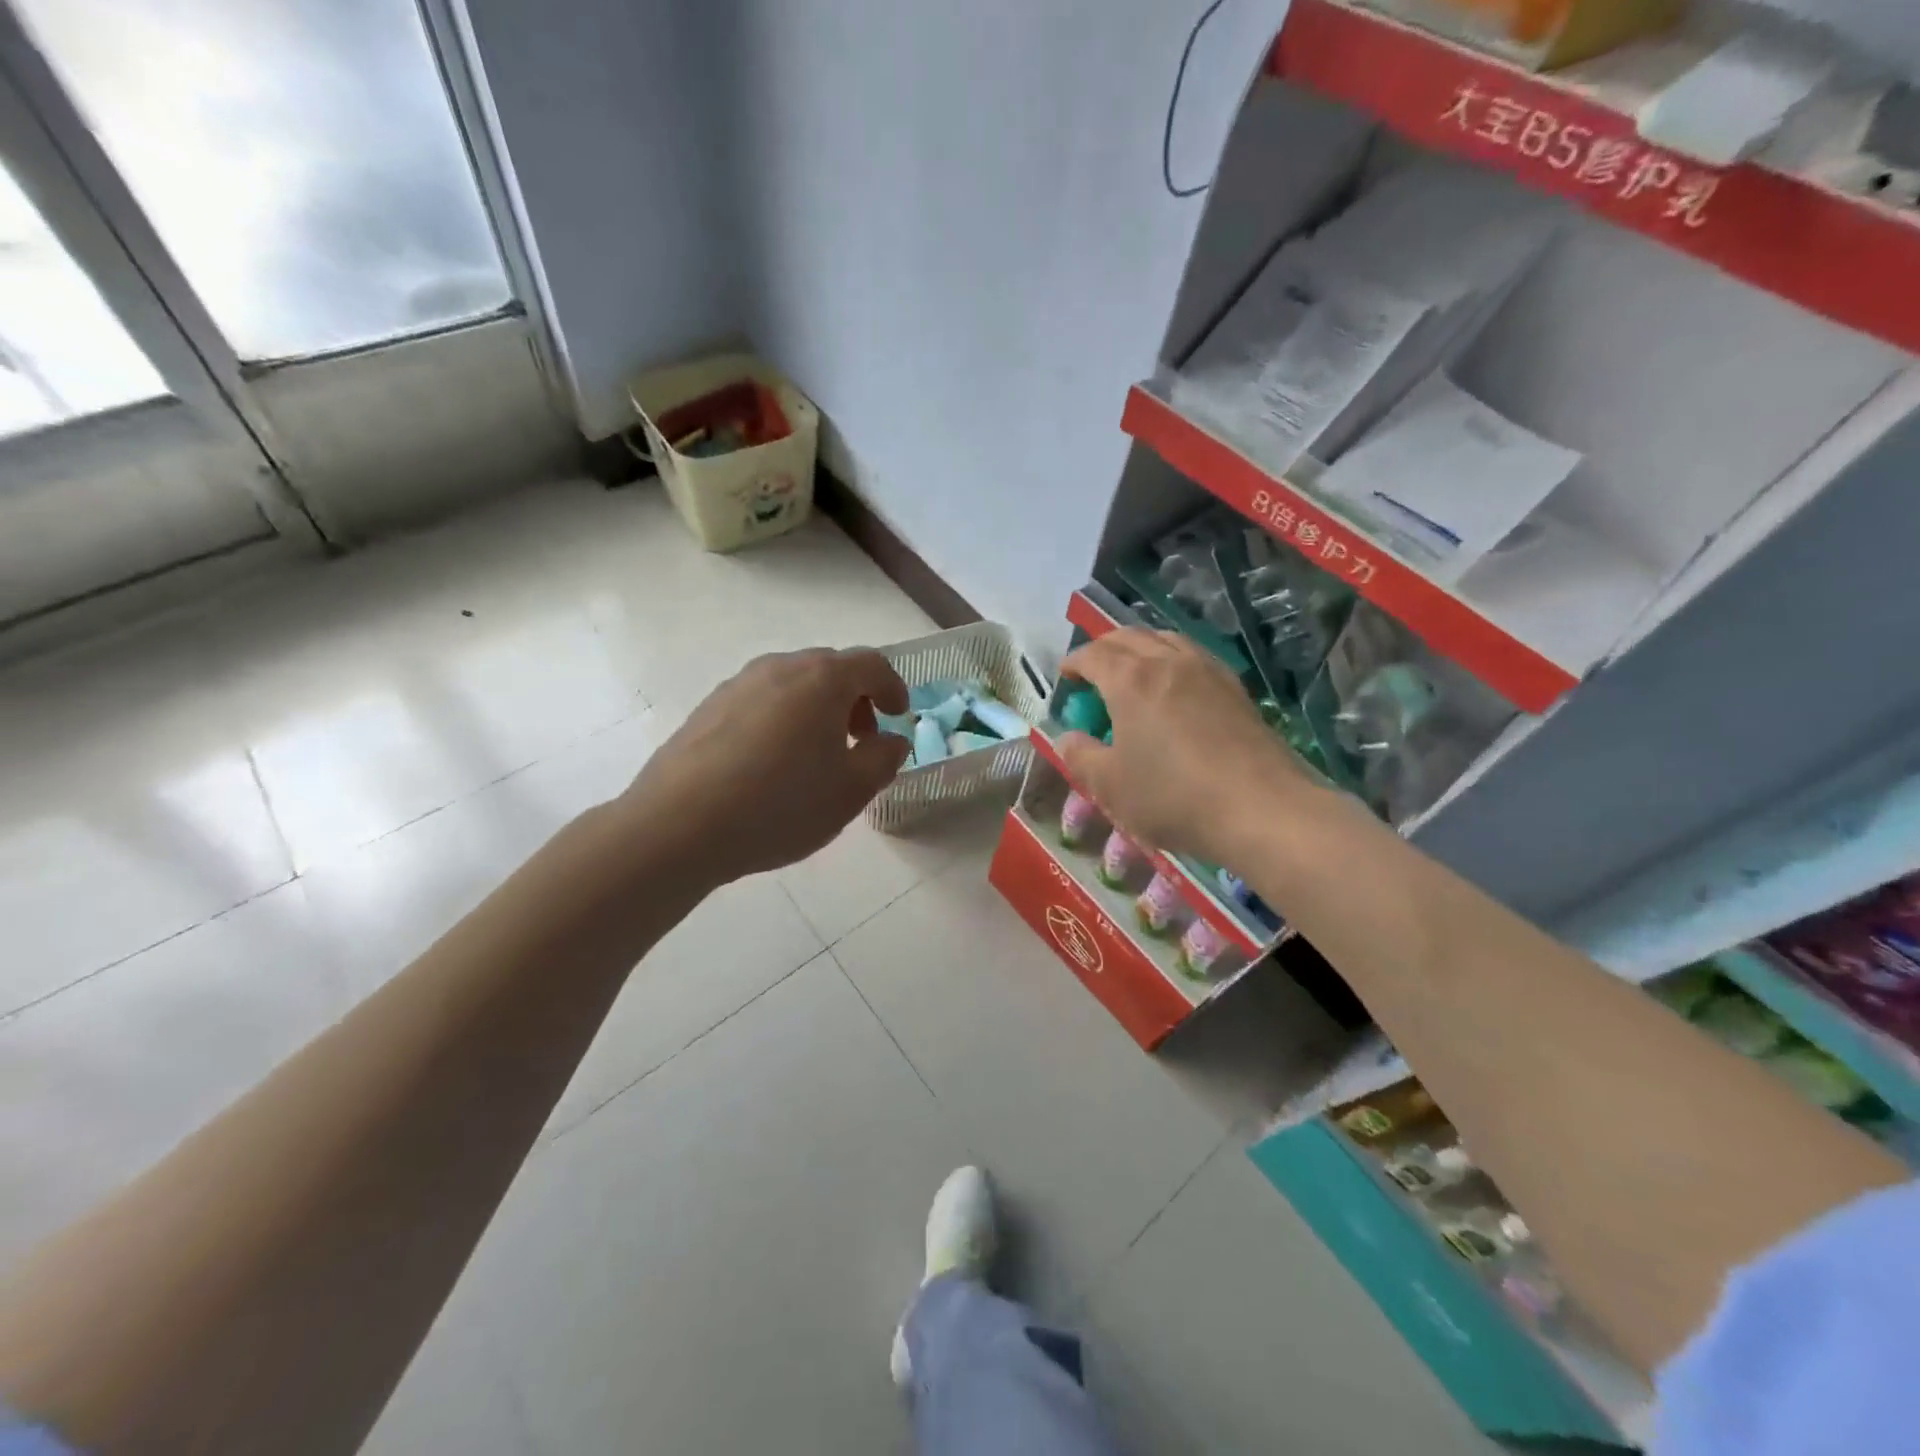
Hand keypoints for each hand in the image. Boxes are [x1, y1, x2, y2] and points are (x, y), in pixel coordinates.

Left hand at [623, 648, 910, 881]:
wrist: (678, 825)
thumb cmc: (780, 805)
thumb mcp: (850, 792)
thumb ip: (883, 759)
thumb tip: (891, 740)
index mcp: (822, 679)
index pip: (870, 664)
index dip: (893, 687)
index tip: (898, 717)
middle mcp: (779, 668)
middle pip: (830, 669)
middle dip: (854, 699)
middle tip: (860, 740)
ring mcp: (738, 685)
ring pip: (792, 684)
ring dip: (816, 709)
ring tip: (816, 756)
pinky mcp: (708, 708)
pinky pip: (760, 701)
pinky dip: (781, 719)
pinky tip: (772, 764)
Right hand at [1057, 629, 1311, 866]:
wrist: (1260, 808)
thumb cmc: (1173, 796)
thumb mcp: (1110, 786)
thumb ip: (1081, 757)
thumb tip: (1067, 738)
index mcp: (1130, 680)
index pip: (1093, 655)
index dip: (1073, 663)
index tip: (1065, 677)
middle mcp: (1168, 662)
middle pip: (1129, 637)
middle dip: (1104, 648)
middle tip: (1092, 671)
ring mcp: (1207, 671)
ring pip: (1165, 639)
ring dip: (1141, 647)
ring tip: (1133, 671)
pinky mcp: (1235, 688)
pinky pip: (1194, 656)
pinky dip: (1172, 659)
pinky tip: (1175, 687)